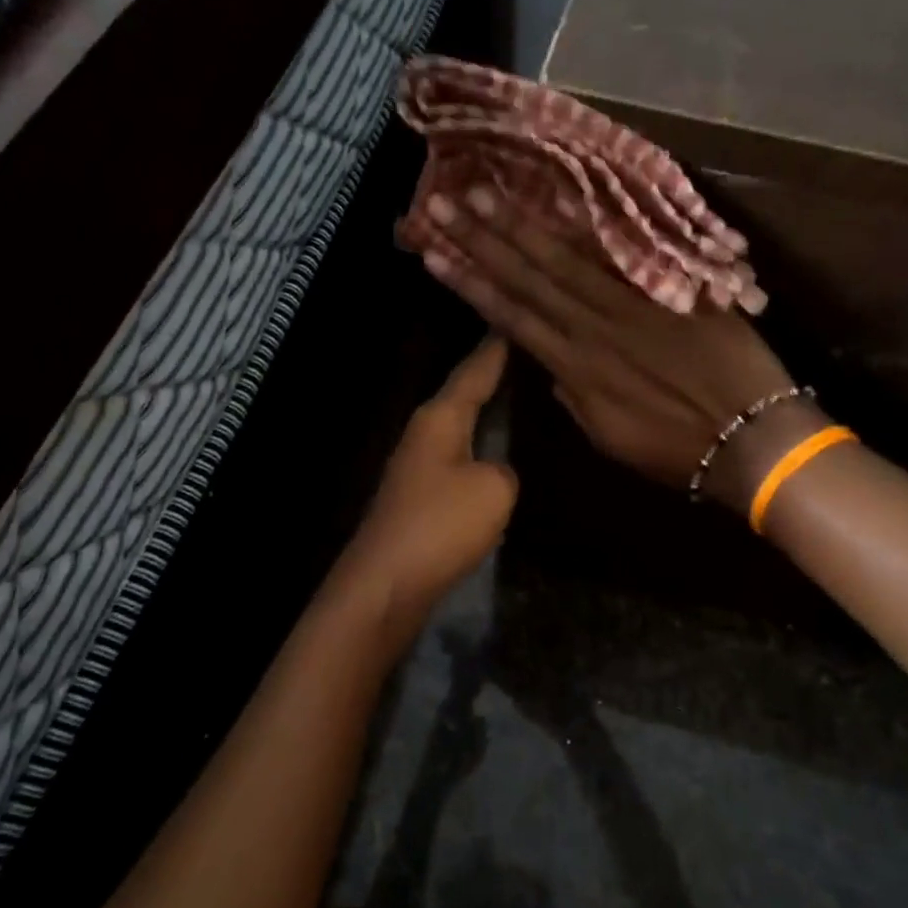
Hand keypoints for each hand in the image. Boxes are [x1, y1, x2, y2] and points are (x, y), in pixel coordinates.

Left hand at [341, 338, 518, 614]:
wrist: (387, 583)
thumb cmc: (441, 525)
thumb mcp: (494, 490)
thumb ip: (504, 470)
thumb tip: (493, 474)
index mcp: (439, 419)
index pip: (473, 373)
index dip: (494, 351)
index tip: (510, 324)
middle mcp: (422, 434)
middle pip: (459, 397)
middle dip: (487, 379)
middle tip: (520, 360)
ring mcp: (414, 468)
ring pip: (456, 430)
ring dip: (480, 417)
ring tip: (512, 402)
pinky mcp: (415, 499)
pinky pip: (454, 463)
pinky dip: (474, 453)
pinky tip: (490, 458)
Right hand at [416, 197, 820, 511]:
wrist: (753, 437)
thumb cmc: (676, 450)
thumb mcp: (610, 438)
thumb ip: (575, 398)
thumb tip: (556, 368)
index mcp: (576, 369)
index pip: (512, 317)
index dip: (471, 284)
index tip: (435, 255)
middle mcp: (594, 326)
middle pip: (530, 277)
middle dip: (483, 240)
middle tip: (444, 203)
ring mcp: (634, 301)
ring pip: (568, 257)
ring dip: (523, 224)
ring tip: (486, 193)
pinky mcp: (672, 286)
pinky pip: (625, 252)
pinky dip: (591, 227)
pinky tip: (562, 201)